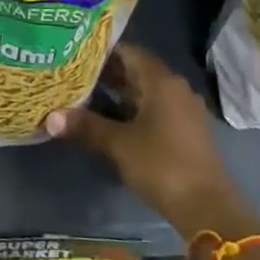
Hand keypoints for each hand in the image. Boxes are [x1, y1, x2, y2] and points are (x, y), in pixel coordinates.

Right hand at [45, 43, 259, 242]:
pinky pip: (153, 109)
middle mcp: (175, 88)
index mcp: (161, 80)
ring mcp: (183, 110)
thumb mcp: (119, 144)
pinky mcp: (185, 131)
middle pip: (136, 70)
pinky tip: (108, 119)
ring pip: (144, 91)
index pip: (127, 51)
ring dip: (117, 93)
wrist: (209, 209)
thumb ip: (86, 126)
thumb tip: (50, 118)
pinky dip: (131, 109)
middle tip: (71, 73)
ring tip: (82, 94)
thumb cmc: (162, 165)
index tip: (73, 51)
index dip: (100, 50)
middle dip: (105, 73)